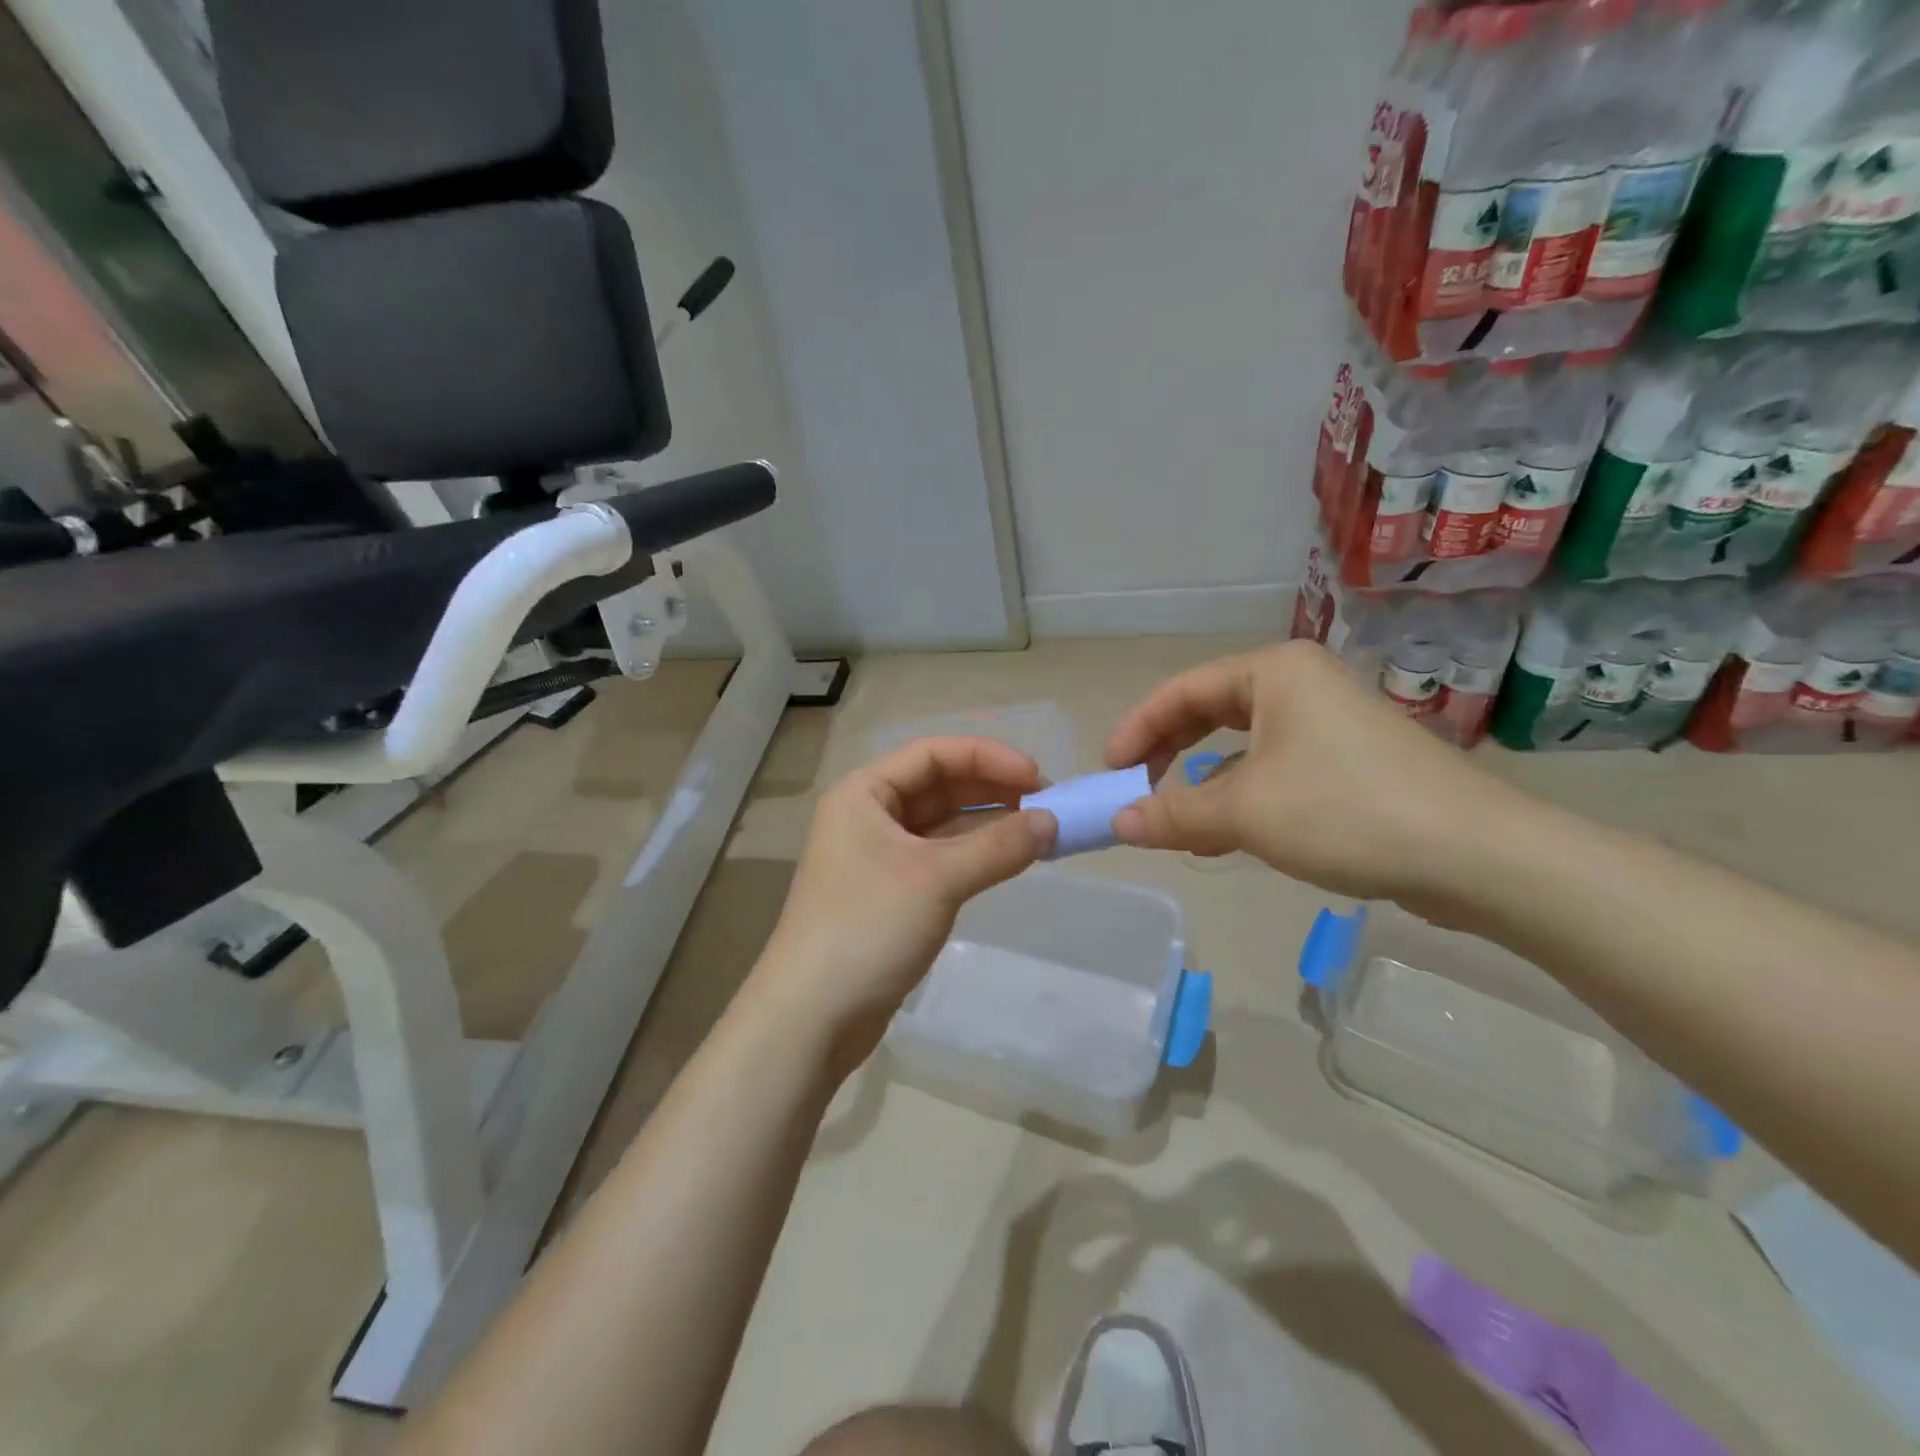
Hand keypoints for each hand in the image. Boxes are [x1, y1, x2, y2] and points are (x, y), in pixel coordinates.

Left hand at [754, 737, 1056, 1068]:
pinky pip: (942, 858)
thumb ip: (998, 846)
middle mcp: (869, 816)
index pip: (933, 753)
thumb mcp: (936, 879)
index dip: (988, 757)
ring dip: (990, 823)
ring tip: (1040, 832)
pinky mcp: (893, 894)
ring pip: (944, 824)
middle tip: (1047, 806)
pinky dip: (977, 855)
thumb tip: (1052, 823)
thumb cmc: (867, 928)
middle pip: (940, 785)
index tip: (1038, 778)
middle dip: (993, 789)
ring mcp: (880, 857)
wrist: (811, 1017)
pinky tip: (1011, 860)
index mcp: (864, 793)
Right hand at [1103, 641, 1520, 906]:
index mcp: (1273, 672)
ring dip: (1204, 784)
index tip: (1109, 772)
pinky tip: (1227, 835)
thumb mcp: (1244, 812)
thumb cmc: (1345, 811)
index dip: (1137, 730)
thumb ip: (1173, 813)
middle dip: (1168, 753)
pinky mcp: (1351, 762)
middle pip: (1210, 712)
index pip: (1181, 691)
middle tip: (1136, 789)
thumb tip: (1118, 824)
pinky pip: (1275, 770)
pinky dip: (1242, 797)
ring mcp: (1330, 723)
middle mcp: (1300, 685)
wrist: (1477, 856)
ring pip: (1242, 746)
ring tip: (1176, 824)